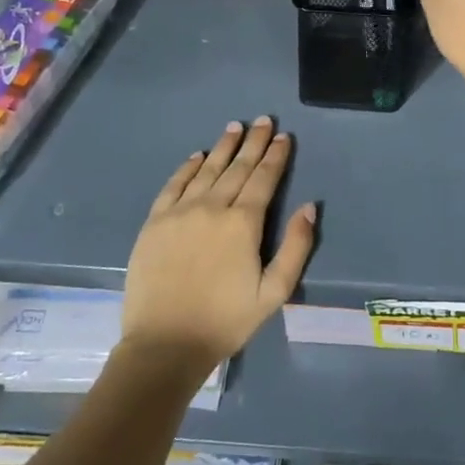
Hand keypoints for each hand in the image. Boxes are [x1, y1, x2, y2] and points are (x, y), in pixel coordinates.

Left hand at [121, 118, 315, 370]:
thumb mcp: (274, 292)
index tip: (283, 137)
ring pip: (207, 170)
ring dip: (223, 147)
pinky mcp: (155, 223)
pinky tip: (197, 156)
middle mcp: (212, 207)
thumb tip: (309, 207)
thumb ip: (296, 248)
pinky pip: (173, 185)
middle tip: (264, 120)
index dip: (275, 156)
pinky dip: (187, 167)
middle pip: (237, 167)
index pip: (264, 179)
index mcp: (243, 223)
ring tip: (235, 127)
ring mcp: (180, 212)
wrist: (164, 345)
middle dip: (253, 142)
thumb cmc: (225, 321)